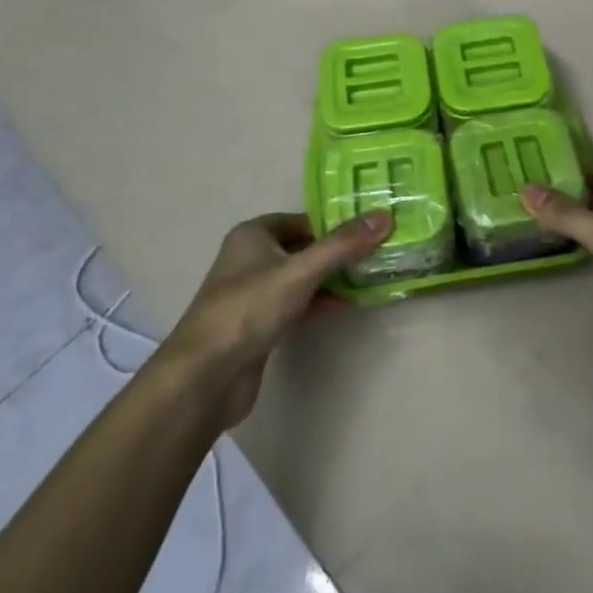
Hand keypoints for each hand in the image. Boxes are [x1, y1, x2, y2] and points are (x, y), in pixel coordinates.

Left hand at [160, 209, 391, 426]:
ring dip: (331, 277)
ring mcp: (254, 293)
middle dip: (337, 251)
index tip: (370, 228)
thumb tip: (385, 216)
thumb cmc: (249, 309)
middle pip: (303, 247)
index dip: (334, 223)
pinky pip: (296, 303)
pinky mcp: (259, 324)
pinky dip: (319, 301)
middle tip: (377, 251)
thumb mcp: (301, 271)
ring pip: (301, 276)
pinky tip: (346, 304)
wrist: (206, 376)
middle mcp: (250, 258)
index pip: (302, 220)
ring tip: (370, 276)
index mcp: (253, 235)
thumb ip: (343, 245)